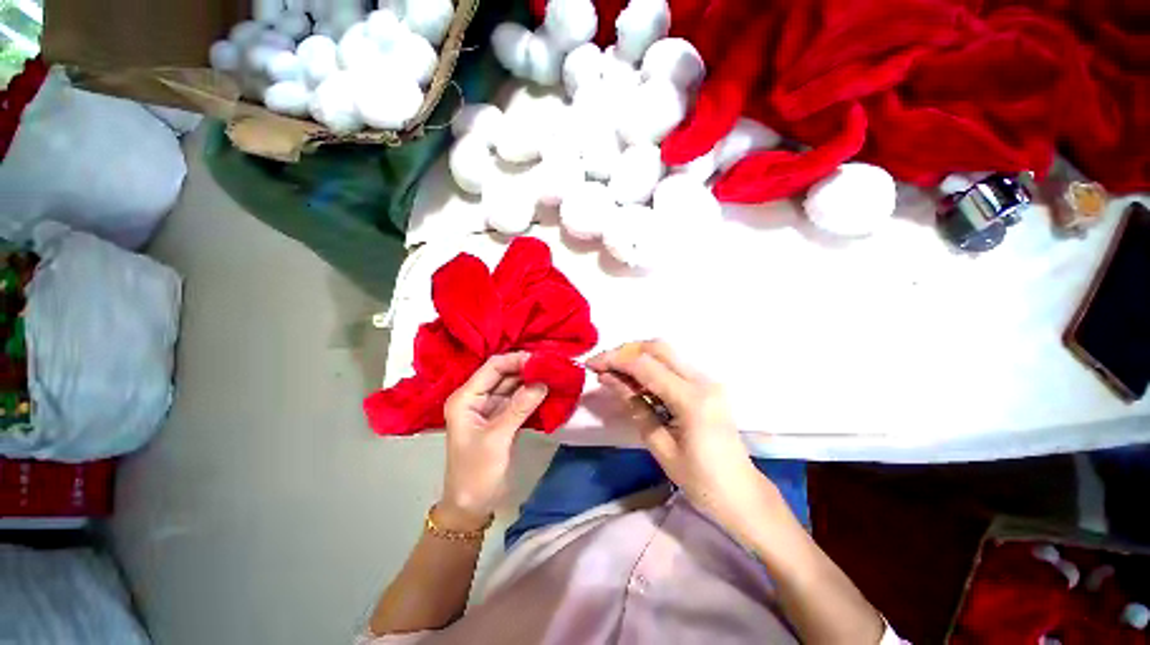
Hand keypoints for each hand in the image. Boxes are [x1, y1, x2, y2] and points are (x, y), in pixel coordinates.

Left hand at [440, 352, 547, 530]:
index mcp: (466, 398)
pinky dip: (532, 395)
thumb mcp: (496, 439)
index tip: (542, 360)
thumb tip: (543, 382)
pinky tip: (548, 390)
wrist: (471, 506)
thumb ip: (519, 408)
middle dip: (527, 369)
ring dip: (532, 381)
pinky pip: (518, 399)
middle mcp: (476, 397)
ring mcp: (490, 407)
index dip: (516, 360)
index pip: (493, 367)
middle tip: (553, 366)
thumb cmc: (476, 473)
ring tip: (555, 374)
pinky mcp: (502, 417)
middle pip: (504, 374)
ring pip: (513, 385)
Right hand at [587, 341, 771, 526]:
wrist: (742, 494)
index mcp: (692, 399)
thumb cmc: (700, 481)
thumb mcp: (660, 446)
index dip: (615, 360)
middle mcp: (702, 380)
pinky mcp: (707, 385)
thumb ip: (634, 406)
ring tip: (614, 373)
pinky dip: (650, 367)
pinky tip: (635, 381)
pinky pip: (673, 366)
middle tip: (602, 365)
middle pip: (658, 348)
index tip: (591, 363)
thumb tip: (608, 378)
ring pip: (665, 353)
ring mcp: (707, 380)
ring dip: (637, 357)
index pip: (646, 365)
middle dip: (626, 352)